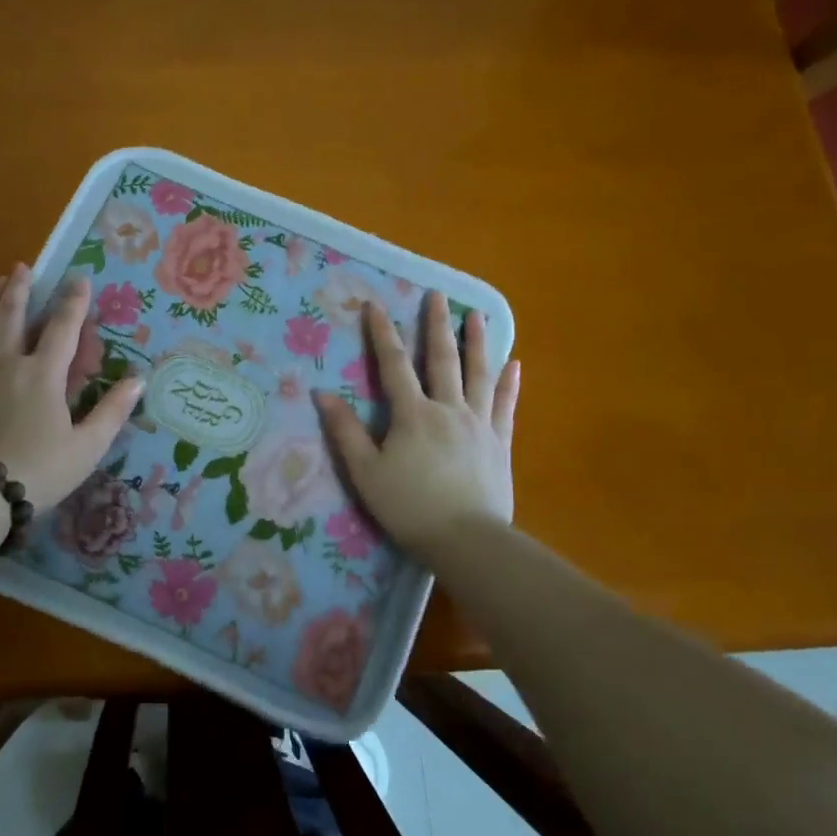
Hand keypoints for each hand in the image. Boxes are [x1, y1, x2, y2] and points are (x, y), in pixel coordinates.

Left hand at [0, 266, 142, 510]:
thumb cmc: (37, 471)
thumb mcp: (86, 447)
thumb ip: (112, 411)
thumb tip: (138, 379)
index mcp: (42, 375)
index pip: (62, 328)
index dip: (73, 302)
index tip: (79, 278)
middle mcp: (6, 363)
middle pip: (12, 315)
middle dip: (20, 288)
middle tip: (24, 267)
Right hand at [316, 291, 520, 562]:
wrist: (466, 540)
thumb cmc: (409, 507)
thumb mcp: (366, 472)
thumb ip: (346, 432)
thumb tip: (322, 394)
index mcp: (413, 415)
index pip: (394, 365)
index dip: (382, 334)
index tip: (375, 304)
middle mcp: (448, 409)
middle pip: (442, 359)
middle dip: (436, 325)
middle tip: (437, 295)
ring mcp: (479, 424)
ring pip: (479, 375)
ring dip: (477, 342)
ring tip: (476, 315)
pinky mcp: (500, 443)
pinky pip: (505, 407)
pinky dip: (509, 385)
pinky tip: (514, 365)